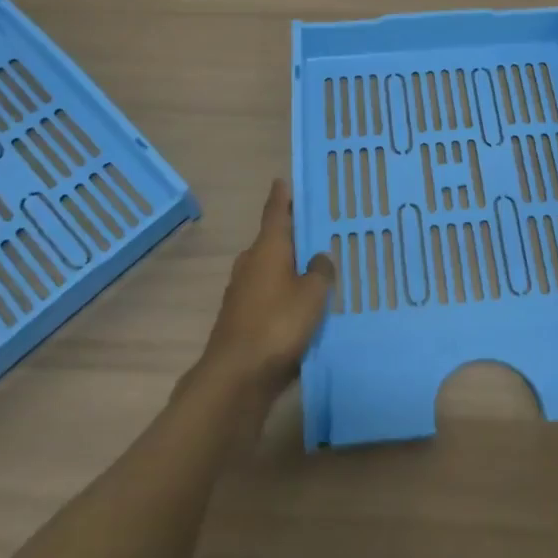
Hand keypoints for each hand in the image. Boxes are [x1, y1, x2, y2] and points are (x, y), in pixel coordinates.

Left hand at [195, 179, 334, 400]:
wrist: (236, 377)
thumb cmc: (277, 324)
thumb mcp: (312, 294)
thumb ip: (321, 271)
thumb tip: (320, 257)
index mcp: (267, 249)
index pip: (275, 213)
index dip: (282, 197)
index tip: (283, 180)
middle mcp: (250, 264)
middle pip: (272, 242)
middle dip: (291, 236)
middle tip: (317, 231)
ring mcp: (242, 293)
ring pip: (270, 271)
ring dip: (289, 268)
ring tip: (316, 270)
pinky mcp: (242, 320)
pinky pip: (268, 297)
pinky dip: (284, 295)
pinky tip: (303, 308)